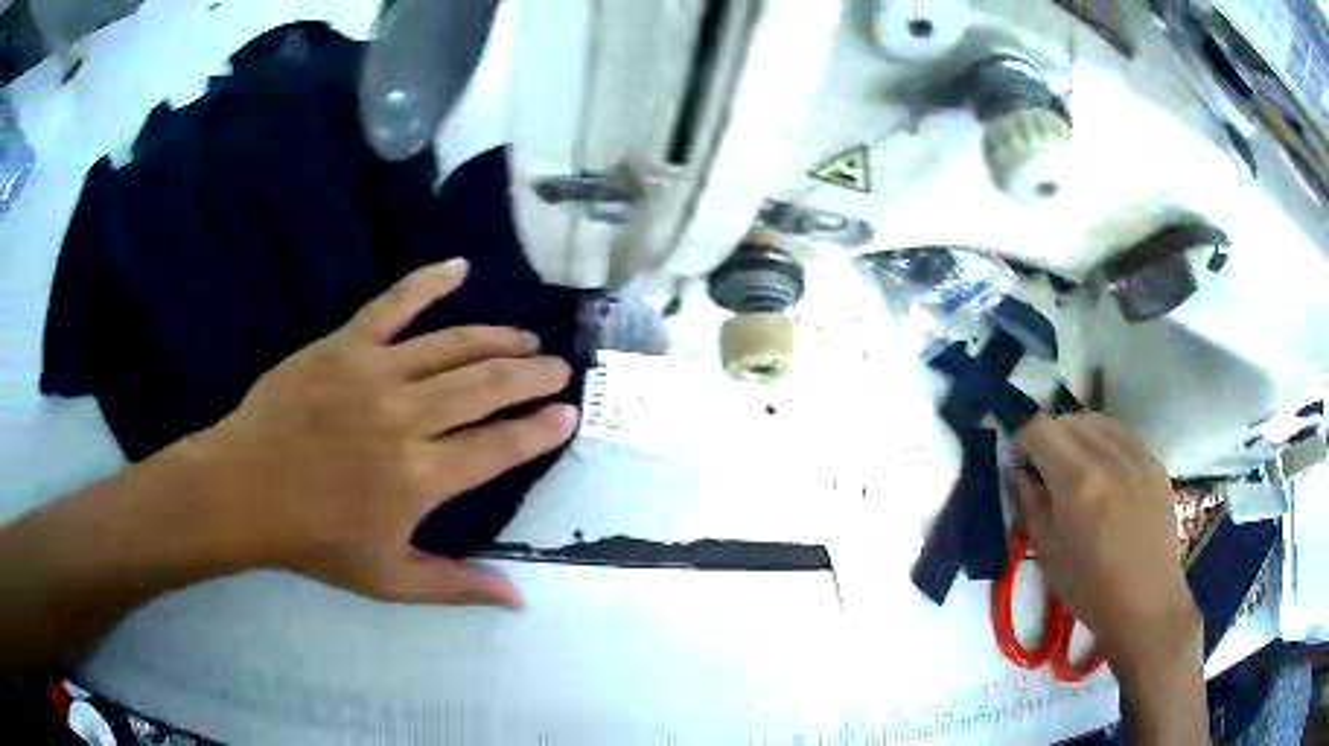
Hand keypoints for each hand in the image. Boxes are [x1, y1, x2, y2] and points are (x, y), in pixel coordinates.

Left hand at [187, 259, 578, 607]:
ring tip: (526, 339)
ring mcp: (375, 373)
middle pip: (486, 387)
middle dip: (531, 377)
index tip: (567, 414)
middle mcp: (407, 418)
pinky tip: (459, 267)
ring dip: (498, 339)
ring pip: (453, 345)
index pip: (499, 447)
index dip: (540, 429)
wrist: (244, 490)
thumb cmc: (314, 540)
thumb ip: (456, 585)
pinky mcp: (344, 345)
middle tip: (558, 369)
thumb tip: (520, 598)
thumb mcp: (388, 580)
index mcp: (420, 478)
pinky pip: (393, 303)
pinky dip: (428, 282)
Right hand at [1015, 413, 1200, 676]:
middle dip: (1051, 436)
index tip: (1021, 463)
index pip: (1040, 429)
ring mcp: (1137, 455)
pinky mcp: (1155, 462)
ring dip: (1079, 434)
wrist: (1146, 602)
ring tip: (1077, 466)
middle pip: (1069, 418)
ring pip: (1098, 420)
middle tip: (1046, 468)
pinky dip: (1106, 441)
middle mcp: (1108, 455)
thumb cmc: (1090, 589)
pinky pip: (1123, 434)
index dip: (1024, 441)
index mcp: (1077, 481)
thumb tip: (1021, 473)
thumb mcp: (1047, 554)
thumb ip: (1032, 505)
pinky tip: (1106, 470)